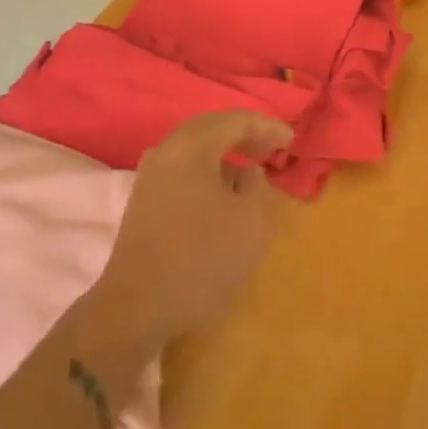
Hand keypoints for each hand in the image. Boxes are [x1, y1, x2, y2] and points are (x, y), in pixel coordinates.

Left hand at [91, 111, 291, 349]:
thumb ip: (259, 186)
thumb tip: (248, 174)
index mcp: (191, 147)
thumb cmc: (201, 259)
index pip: (235, 120)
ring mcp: (150, 176)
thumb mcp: (251, 222)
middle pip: (210, 128)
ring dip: (225, 155)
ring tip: (251, 172)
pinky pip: (183, 170)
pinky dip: (207, 172)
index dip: (267, 127)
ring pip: (194, 150)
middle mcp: (166, 151)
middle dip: (244, 135)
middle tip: (272, 150)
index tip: (291, 140)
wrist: (136, 307)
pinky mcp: (144, 201)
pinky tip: (221, 195)